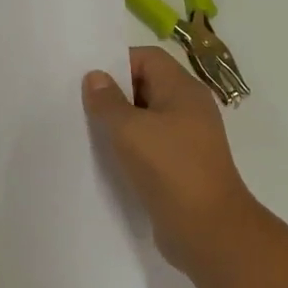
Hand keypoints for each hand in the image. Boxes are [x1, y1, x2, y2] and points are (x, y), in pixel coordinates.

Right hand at [83, 46, 264, 283]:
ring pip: (147, 119)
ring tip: (88, 131)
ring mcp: (188, 140)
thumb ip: (107, 101)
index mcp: (183, 90)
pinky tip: (107, 159)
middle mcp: (189, 109)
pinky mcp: (181, 167)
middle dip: (114, 93)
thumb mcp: (129, 129)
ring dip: (120, 124)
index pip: (148, 58)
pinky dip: (130, 148)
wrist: (208, 229)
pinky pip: (151, 146)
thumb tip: (95, 77)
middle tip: (80, 105)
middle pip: (147, 86)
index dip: (118, 63)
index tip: (88, 80)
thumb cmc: (169, 168)